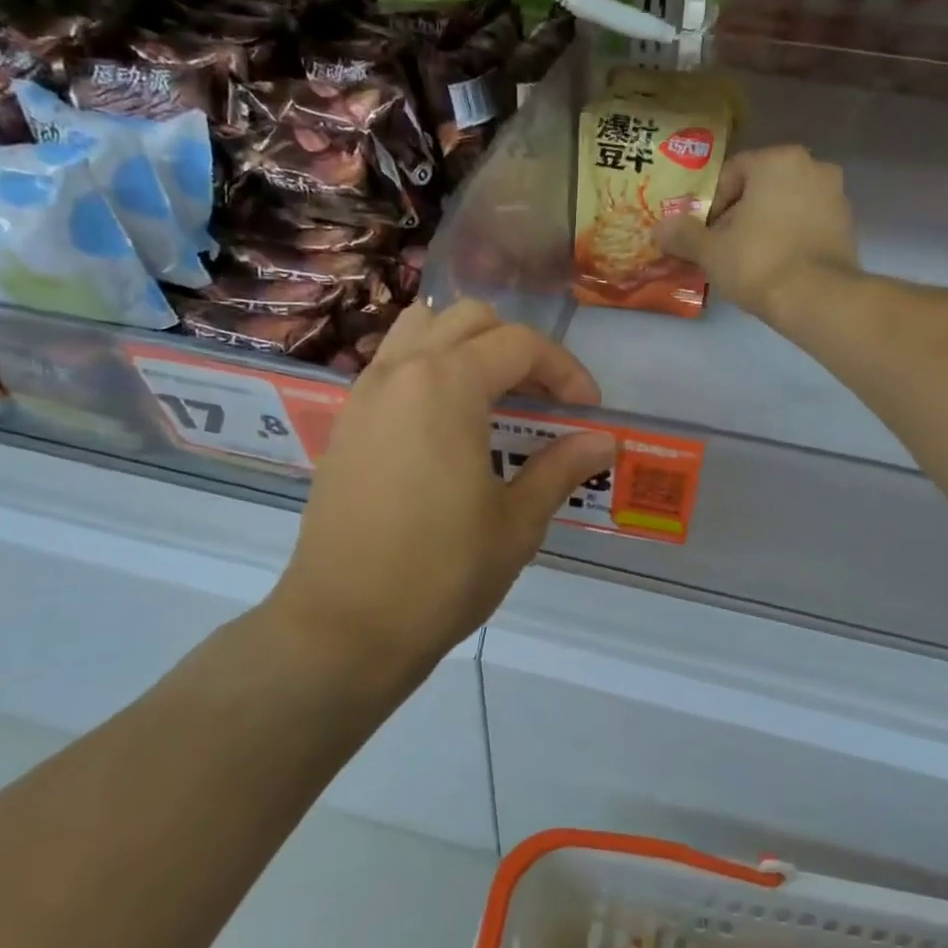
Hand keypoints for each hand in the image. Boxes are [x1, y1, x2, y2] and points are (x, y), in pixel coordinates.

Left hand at [266, 300, 615, 695]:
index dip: (565, 371)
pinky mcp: (346, 422)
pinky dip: (428, 368)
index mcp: (447, 385)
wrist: (344, 626)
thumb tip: (603, 441)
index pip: (520, 344)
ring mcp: (365, 394)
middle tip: (542, 401)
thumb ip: (560, 468)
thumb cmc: (441, 574)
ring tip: (491, 397)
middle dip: (517, 349)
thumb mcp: (516, 523)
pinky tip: (445, 425)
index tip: (586, 412)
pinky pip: (392, 364)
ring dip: (465, 347)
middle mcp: (401, 371)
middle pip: (469, 321)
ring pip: (421, 329)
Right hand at [654, 145, 859, 324]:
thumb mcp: (711, 250)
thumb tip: (658, 228)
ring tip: (745, 260)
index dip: (710, 205)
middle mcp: (812, 166)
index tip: (703, 235)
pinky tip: (774, 266)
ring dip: (763, 226)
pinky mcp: (847, 225)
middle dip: (738, 215)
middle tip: (721, 248)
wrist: (817, 298)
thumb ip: (683, 234)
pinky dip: (788, 238)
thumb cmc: (758, 262)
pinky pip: (805, 224)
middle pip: (760, 188)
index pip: (731, 174)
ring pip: (784, 206)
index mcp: (778, 160)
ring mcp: (835, 195)